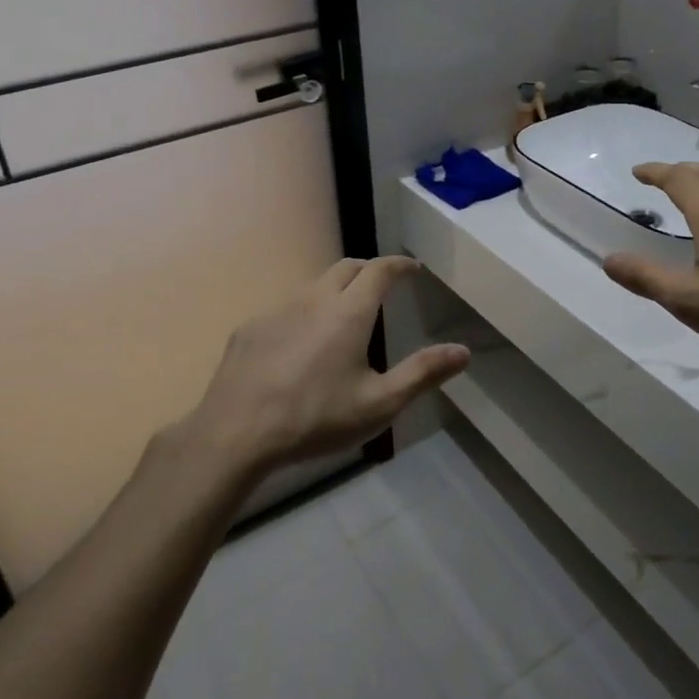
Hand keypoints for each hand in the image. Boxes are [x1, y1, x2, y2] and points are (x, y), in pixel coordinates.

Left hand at [180, 256, 469, 477]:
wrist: (235, 433)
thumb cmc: (315, 418)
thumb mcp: (379, 404)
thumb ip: (422, 373)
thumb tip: (463, 351)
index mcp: (349, 312)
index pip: (380, 270)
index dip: (400, 264)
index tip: (414, 268)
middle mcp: (314, 299)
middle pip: (346, 267)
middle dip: (369, 269)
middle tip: (383, 286)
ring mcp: (278, 309)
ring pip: (314, 284)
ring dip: (336, 289)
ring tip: (345, 315)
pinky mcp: (251, 327)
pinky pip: (286, 306)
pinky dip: (305, 311)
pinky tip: (301, 344)